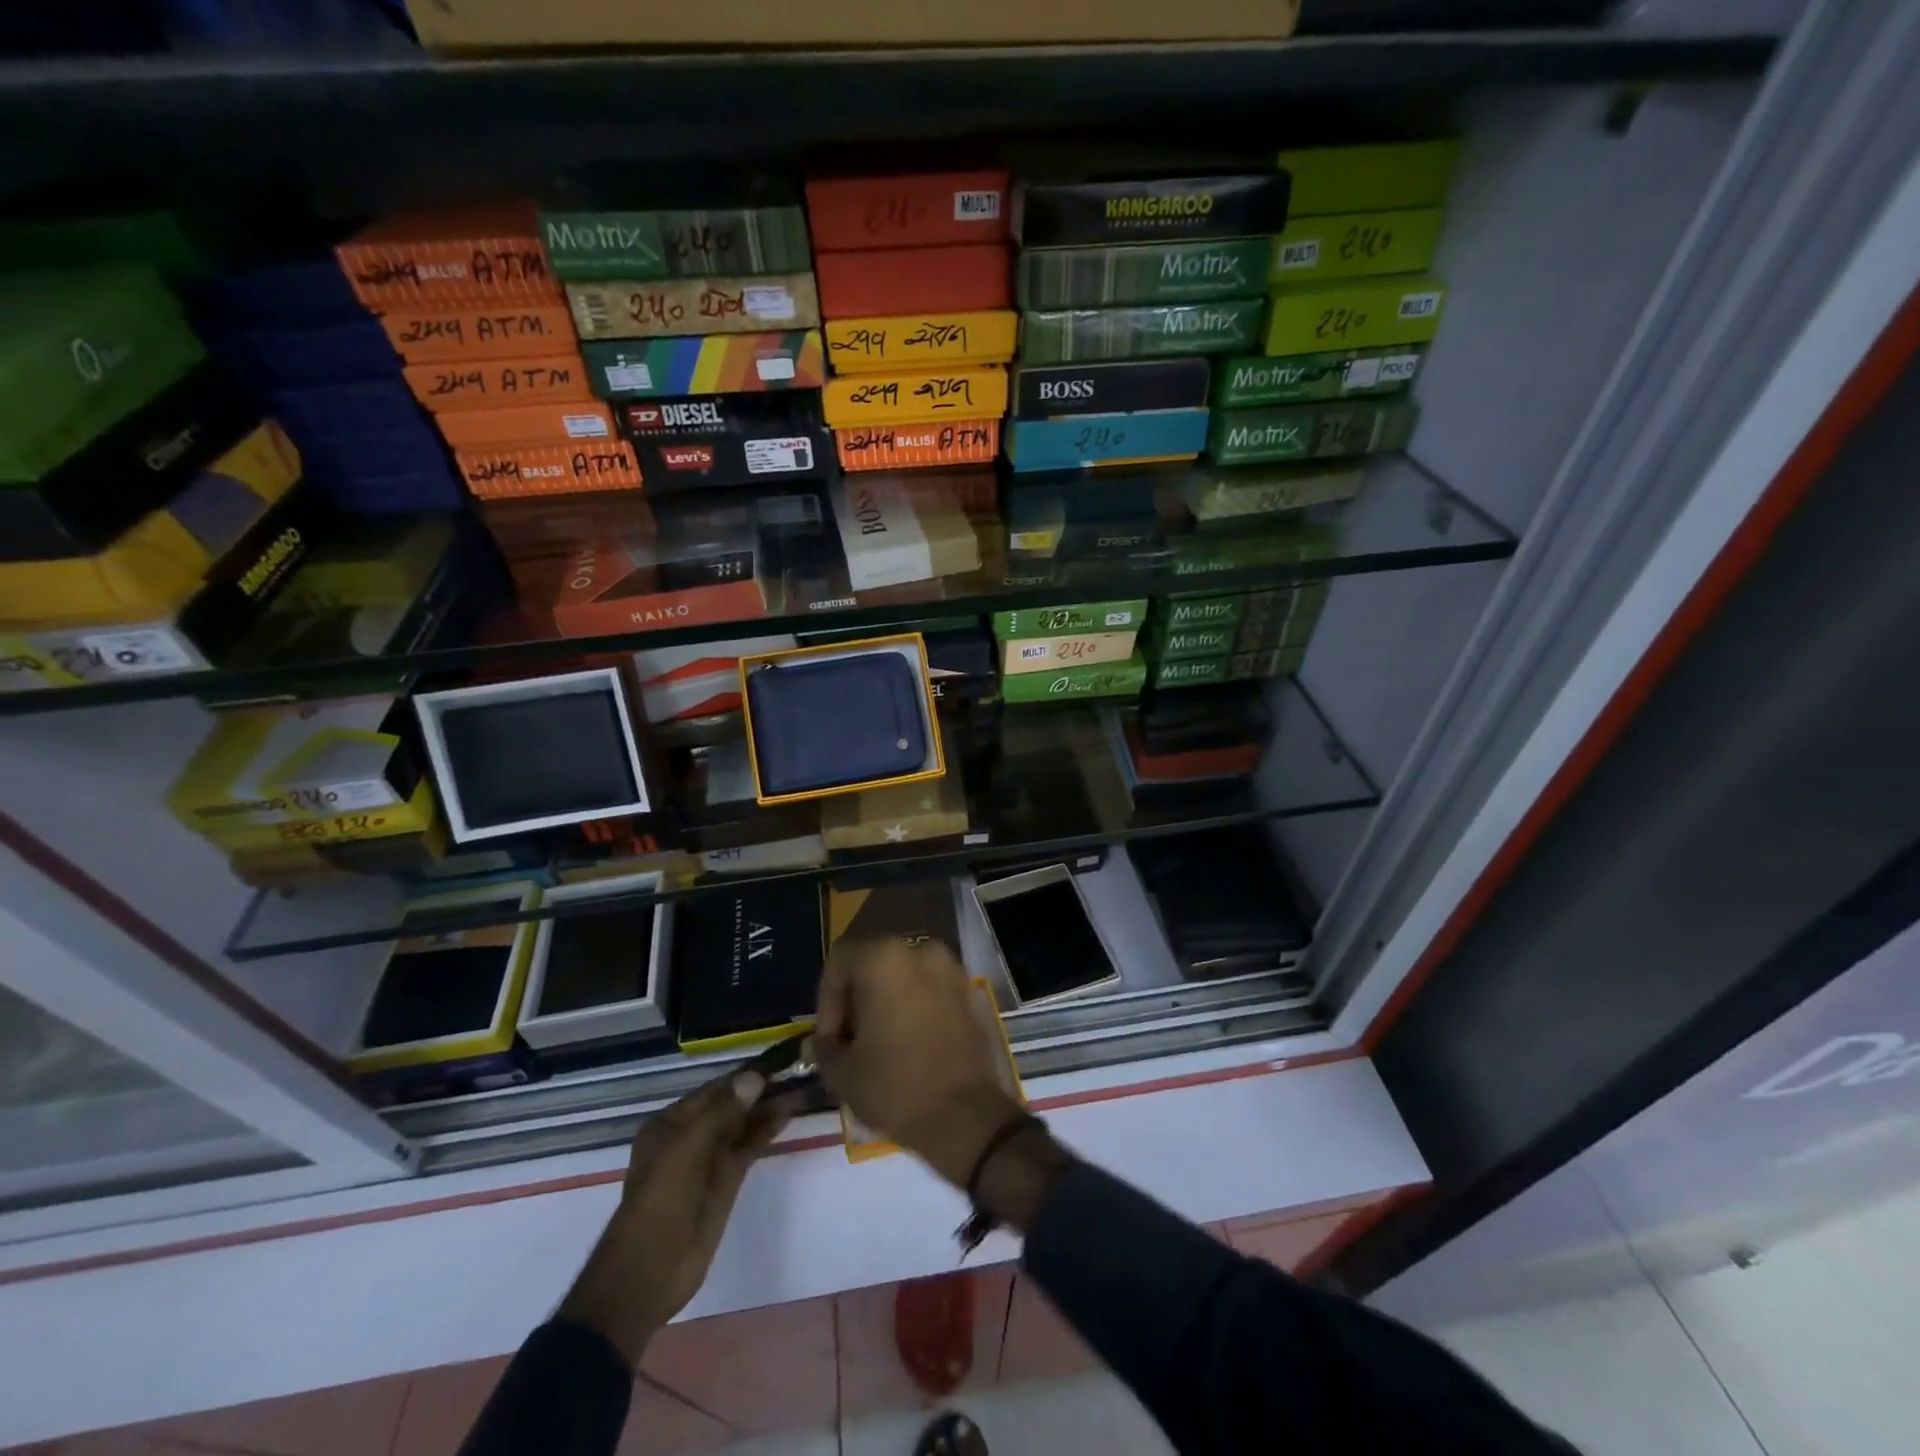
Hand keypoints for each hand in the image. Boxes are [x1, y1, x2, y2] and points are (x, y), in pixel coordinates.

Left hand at [557, 1068, 794, 1364]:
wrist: (650, 1272)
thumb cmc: (661, 1201)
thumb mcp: (687, 1148)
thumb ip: (723, 1111)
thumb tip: (756, 1076)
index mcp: (670, 1123)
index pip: (715, 1090)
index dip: (744, 1075)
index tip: (778, 1060)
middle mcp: (690, 1135)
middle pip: (731, 1105)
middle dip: (760, 1090)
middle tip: (797, 1070)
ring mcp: (709, 1159)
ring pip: (743, 1125)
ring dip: (768, 1107)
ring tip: (801, 1087)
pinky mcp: (726, 1180)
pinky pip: (749, 1147)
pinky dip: (767, 1129)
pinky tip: (788, 1113)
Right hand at [814, 937, 1024, 1187]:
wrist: (966, 1117)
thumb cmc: (896, 1087)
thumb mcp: (842, 1073)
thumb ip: (825, 1047)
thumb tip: (824, 1041)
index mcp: (884, 958)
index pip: (839, 962)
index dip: (826, 1000)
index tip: (830, 1039)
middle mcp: (919, 950)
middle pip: (872, 964)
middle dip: (856, 1000)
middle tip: (850, 1041)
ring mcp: (949, 968)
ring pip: (902, 975)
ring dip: (884, 1001)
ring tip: (878, 1044)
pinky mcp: (968, 991)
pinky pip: (928, 988)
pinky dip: (912, 1005)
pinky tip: (907, 1043)